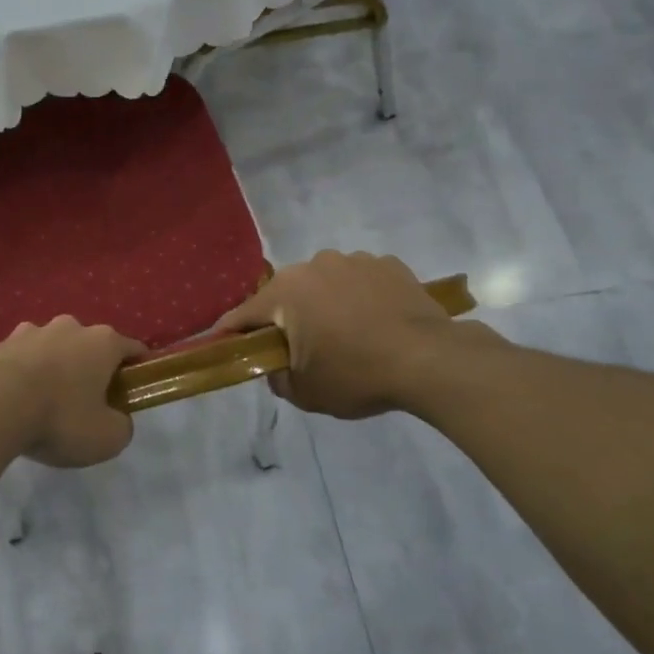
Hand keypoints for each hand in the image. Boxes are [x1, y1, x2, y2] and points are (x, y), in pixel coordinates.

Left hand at [0, 317, 146, 467]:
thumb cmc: (60, 418)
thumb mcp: (107, 438)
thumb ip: (121, 426)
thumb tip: (116, 419)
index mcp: (103, 342)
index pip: (132, 349)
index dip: (137, 369)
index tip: (133, 391)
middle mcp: (70, 327)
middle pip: (90, 346)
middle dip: (91, 368)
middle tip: (86, 402)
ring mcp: (32, 331)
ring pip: (53, 348)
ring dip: (54, 368)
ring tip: (45, 401)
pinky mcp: (0, 343)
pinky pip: (22, 359)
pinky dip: (24, 374)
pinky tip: (16, 401)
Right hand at [218, 250, 500, 418]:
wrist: (430, 360)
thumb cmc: (357, 375)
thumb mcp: (306, 393)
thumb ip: (277, 378)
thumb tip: (276, 367)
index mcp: (286, 293)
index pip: (244, 314)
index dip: (231, 331)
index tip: (223, 343)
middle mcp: (314, 266)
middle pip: (286, 294)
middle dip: (286, 317)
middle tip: (299, 347)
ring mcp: (353, 260)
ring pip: (324, 283)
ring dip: (325, 303)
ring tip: (346, 334)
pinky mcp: (387, 264)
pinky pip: (360, 280)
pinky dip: (359, 297)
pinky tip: (375, 322)